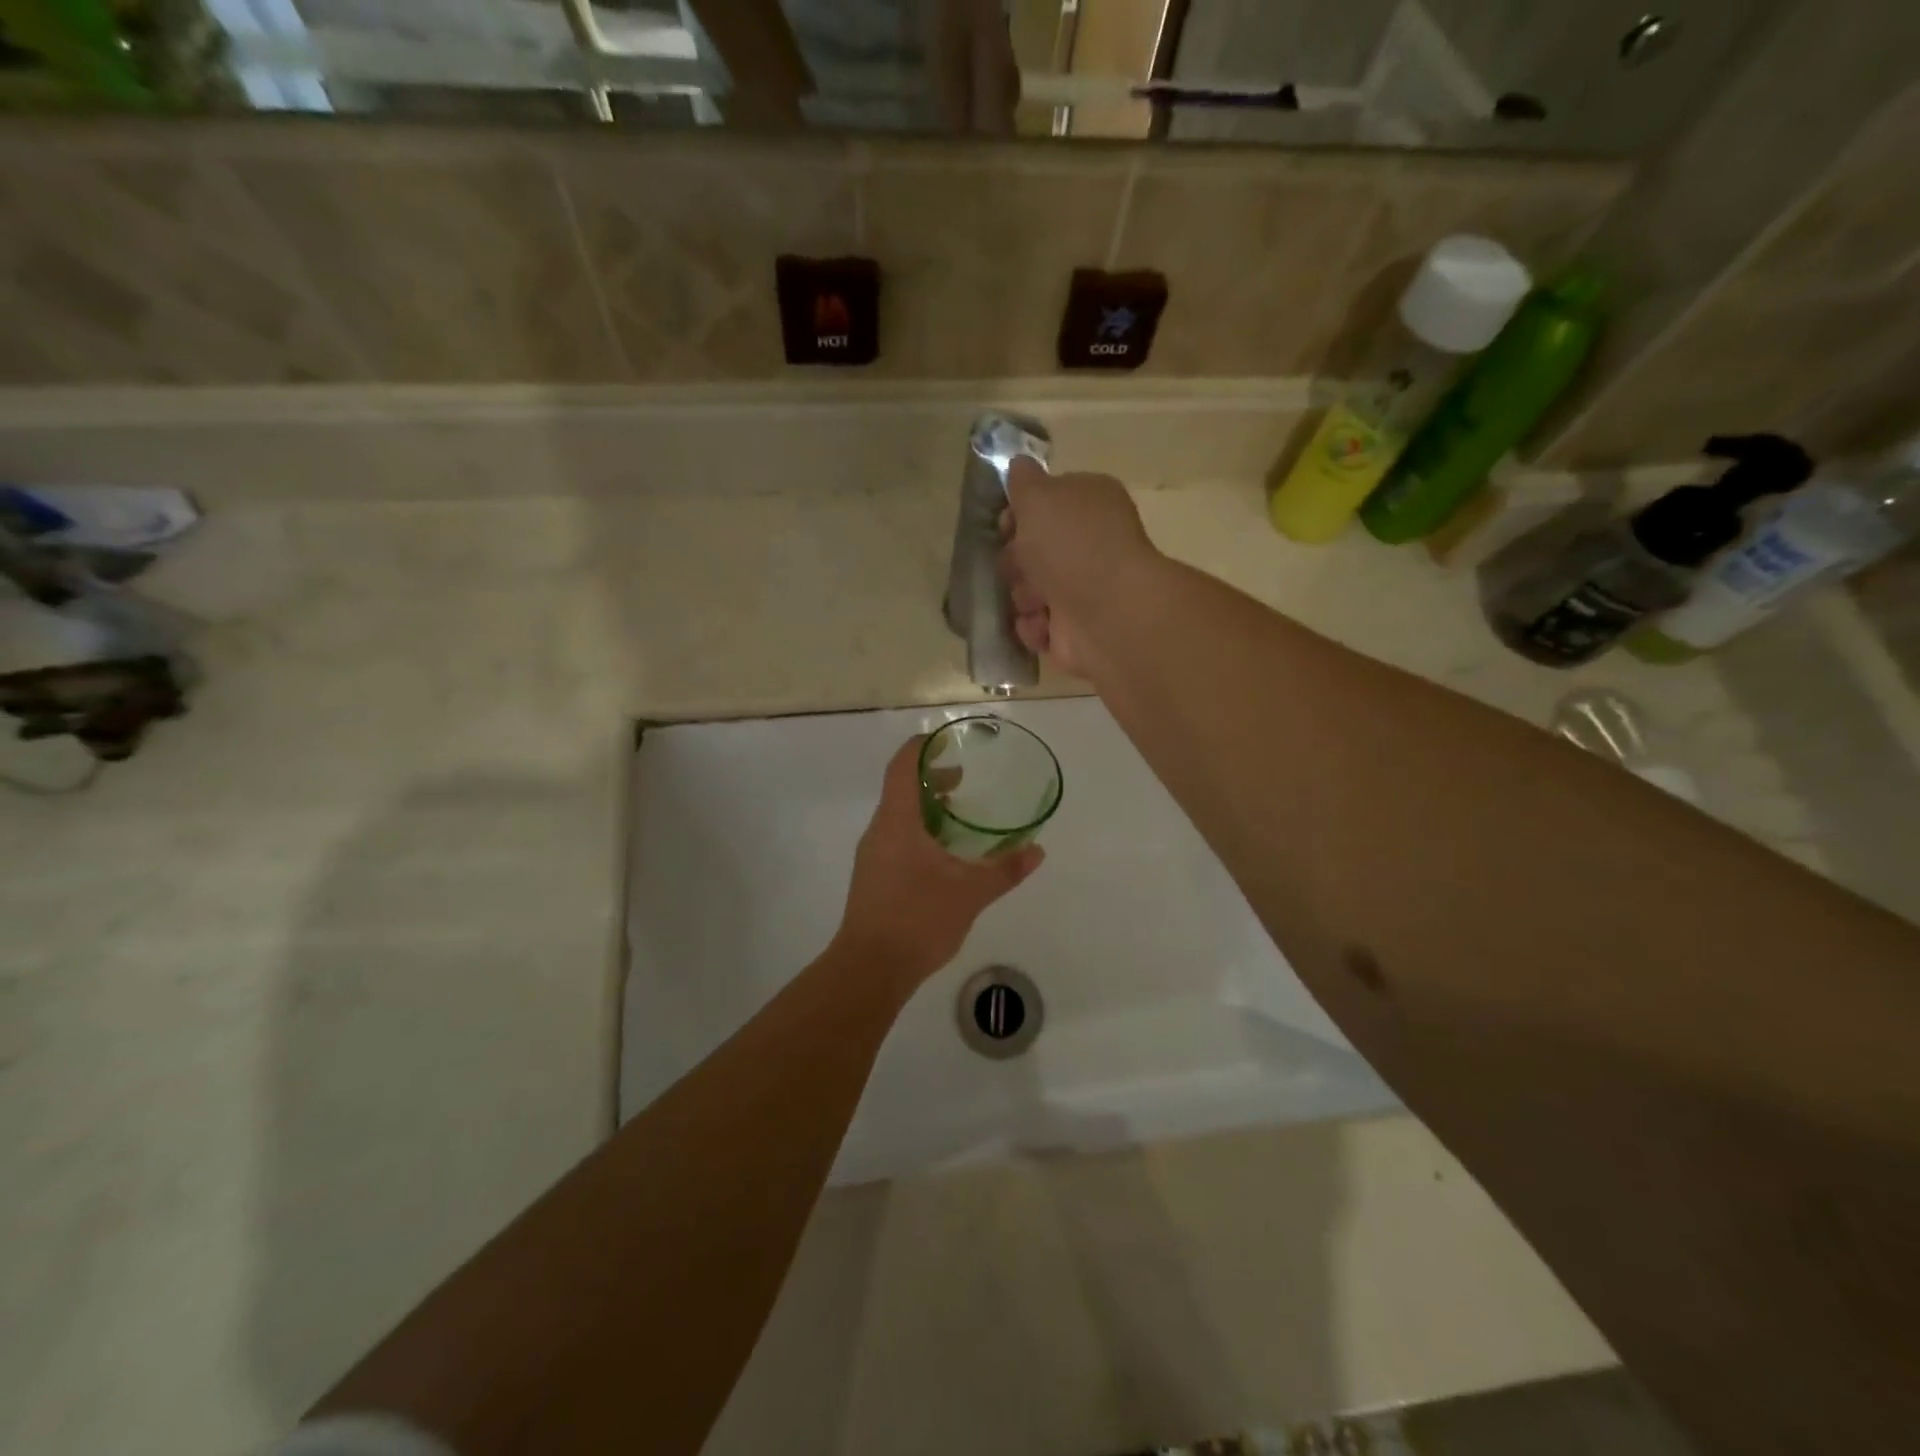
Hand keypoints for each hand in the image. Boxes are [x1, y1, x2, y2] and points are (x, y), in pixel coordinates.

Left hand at [834, 735, 1043, 987]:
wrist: (870, 968)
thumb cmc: (917, 919)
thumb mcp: (970, 893)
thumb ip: (1005, 869)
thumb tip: (1037, 851)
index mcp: (897, 822)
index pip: (902, 766)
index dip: (922, 747)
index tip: (946, 740)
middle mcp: (880, 831)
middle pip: (900, 789)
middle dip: (930, 779)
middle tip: (963, 780)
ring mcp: (872, 855)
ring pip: (898, 815)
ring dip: (925, 807)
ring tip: (957, 817)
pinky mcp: (872, 877)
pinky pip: (895, 837)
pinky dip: (918, 831)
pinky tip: (942, 855)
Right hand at [1001, 458, 1160, 679]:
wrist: (1107, 613)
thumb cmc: (1072, 544)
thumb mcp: (1039, 496)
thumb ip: (1024, 481)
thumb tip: (1020, 467)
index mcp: (1089, 504)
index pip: (1045, 504)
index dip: (1019, 514)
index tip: (1006, 524)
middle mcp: (1088, 546)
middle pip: (1031, 551)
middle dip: (1016, 560)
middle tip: (1021, 565)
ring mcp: (1083, 591)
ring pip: (1028, 591)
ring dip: (1024, 596)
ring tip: (1037, 600)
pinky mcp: (1074, 632)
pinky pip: (1036, 627)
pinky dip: (1034, 628)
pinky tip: (1044, 625)